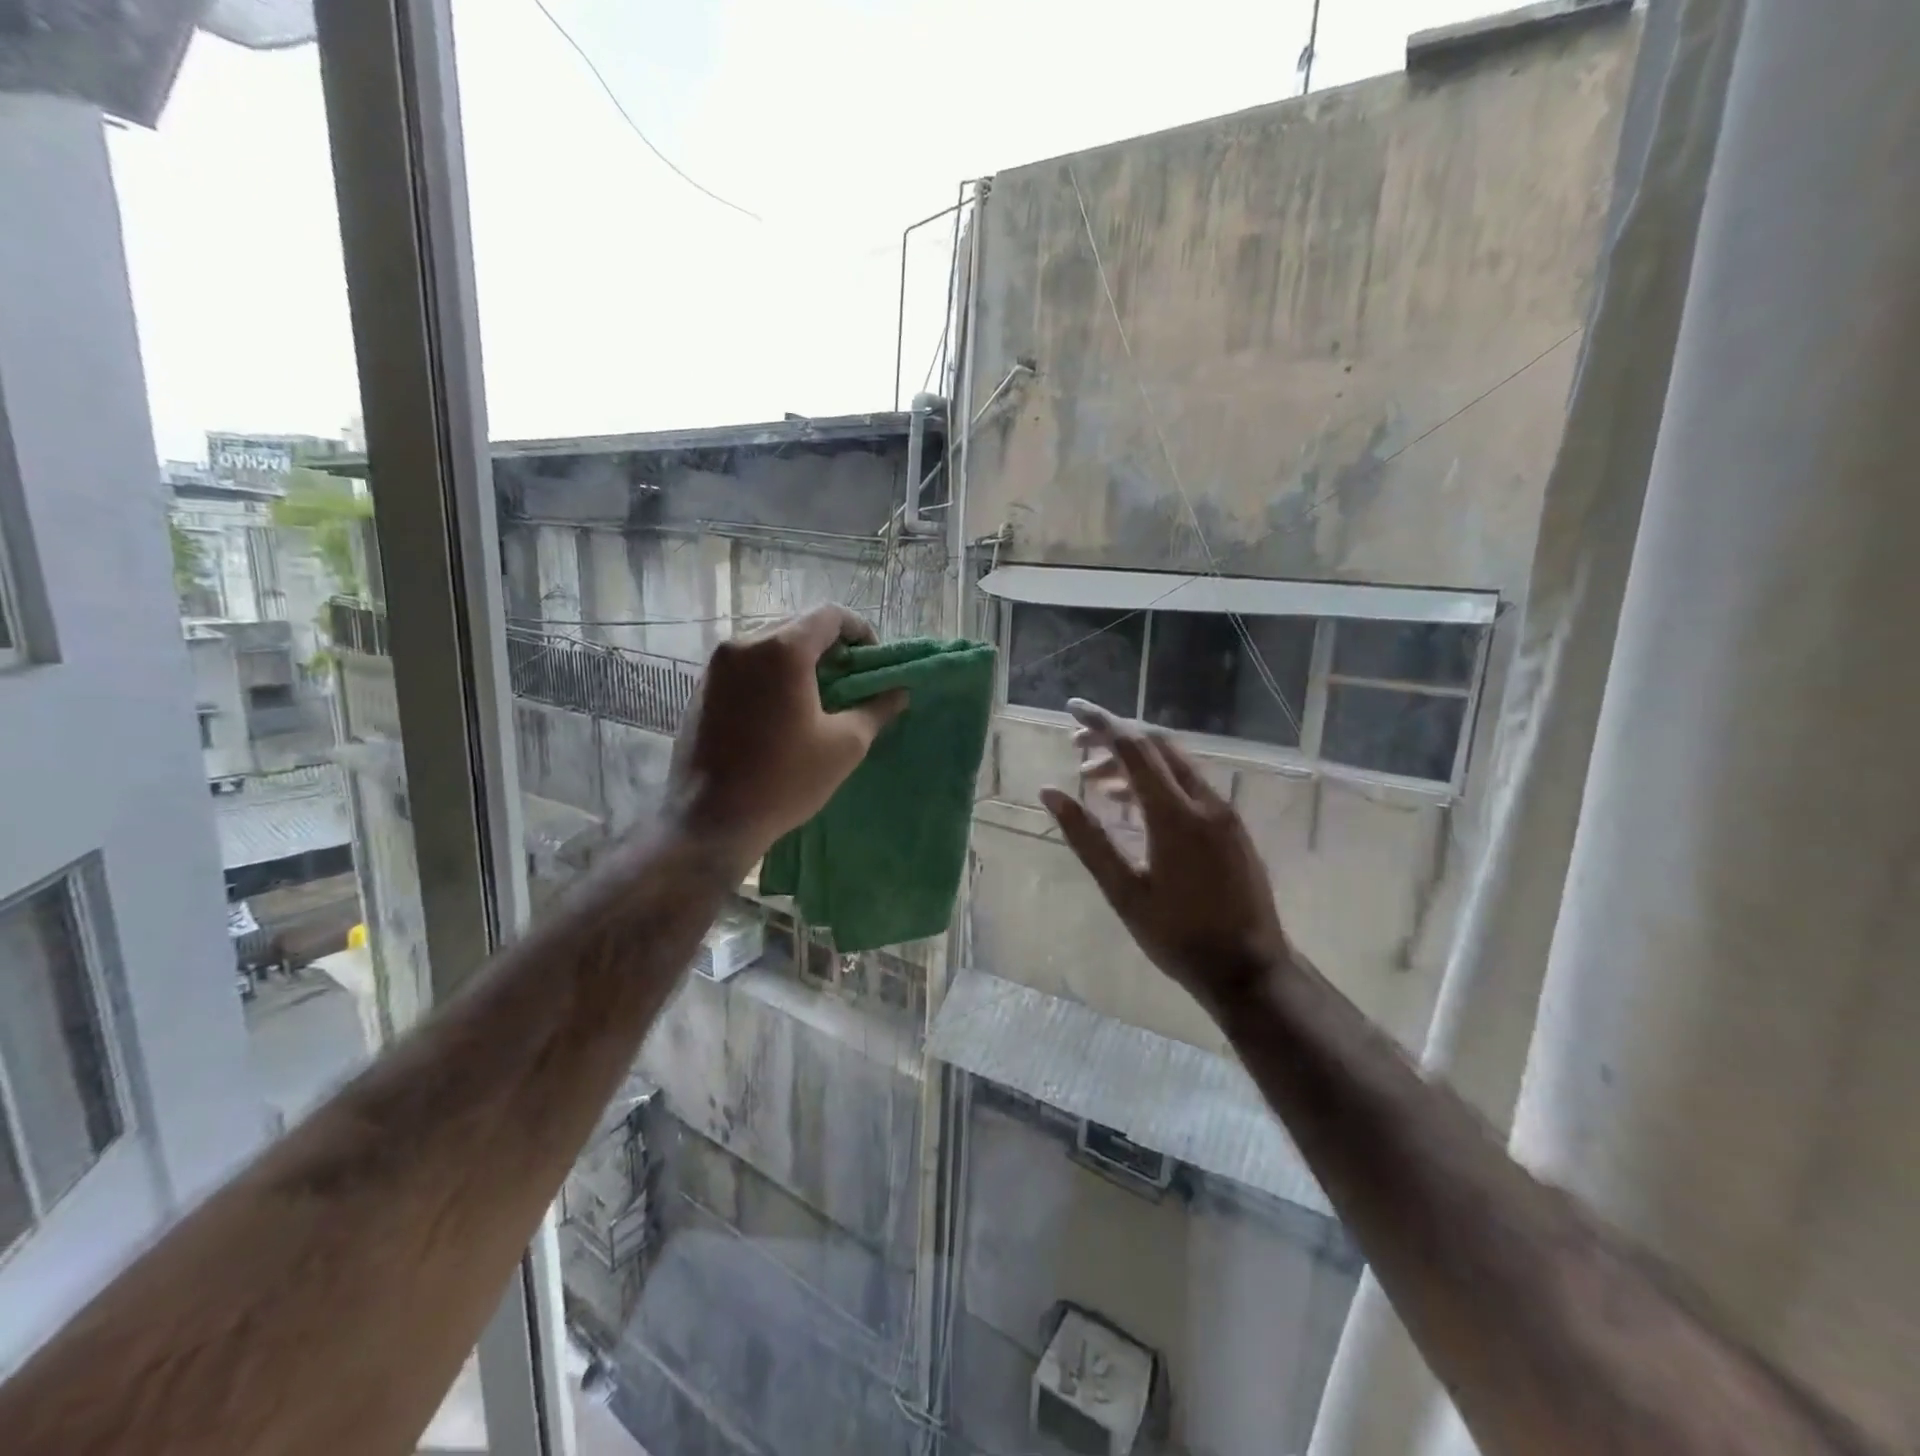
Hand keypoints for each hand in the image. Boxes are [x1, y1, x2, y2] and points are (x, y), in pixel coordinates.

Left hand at [670, 605, 906, 861]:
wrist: (711, 820)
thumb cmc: (785, 780)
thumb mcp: (845, 745)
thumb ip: (876, 709)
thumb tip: (898, 692)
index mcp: (781, 650)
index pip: (829, 615)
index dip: (859, 630)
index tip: (872, 659)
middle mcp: (743, 644)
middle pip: (797, 626)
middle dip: (828, 646)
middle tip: (849, 679)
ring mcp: (716, 666)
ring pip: (768, 644)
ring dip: (798, 660)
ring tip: (817, 695)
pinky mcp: (701, 688)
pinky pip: (745, 665)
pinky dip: (770, 674)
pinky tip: (781, 709)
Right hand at [1039, 699, 1288, 1014]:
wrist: (1248, 969)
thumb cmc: (1177, 935)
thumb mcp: (1122, 890)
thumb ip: (1086, 836)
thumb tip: (1050, 793)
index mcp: (1174, 814)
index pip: (1133, 748)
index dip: (1100, 723)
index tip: (1071, 708)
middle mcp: (1204, 802)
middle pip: (1156, 746)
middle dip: (1115, 738)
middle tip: (1076, 749)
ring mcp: (1223, 813)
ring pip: (1174, 765)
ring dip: (1134, 762)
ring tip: (1094, 781)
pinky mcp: (1231, 827)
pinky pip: (1189, 786)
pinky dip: (1156, 782)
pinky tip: (1132, 805)